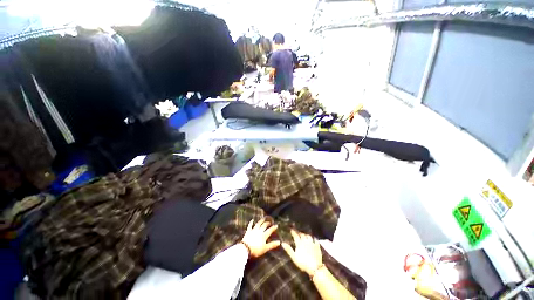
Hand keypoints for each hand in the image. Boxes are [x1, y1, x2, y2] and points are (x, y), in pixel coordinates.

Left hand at [241, 218, 280, 257]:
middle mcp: (259, 231)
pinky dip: (251, 222)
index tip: (276, 225)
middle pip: (264, 226)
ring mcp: (253, 230)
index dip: (273, 228)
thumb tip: (279, 242)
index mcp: (264, 235)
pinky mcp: (248, 231)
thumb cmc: (256, 250)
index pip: (270, 230)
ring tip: (263, 218)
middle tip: (270, 222)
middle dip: (267, 223)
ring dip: (261, 221)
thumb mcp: (265, 248)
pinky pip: (250, 226)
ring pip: (258, 224)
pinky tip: (252, 220)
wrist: (245, 249)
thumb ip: (272, 245)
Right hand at [282, 229, 322, 275]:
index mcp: (299, 243)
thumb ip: (288, 249)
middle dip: (299, 233)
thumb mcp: (294, 257)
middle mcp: (305, 241)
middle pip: (302, 235)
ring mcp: (312, 243)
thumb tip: (282, 243)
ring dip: (306, 235)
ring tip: (304, 235)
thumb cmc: (303, 263)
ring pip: (308, 236)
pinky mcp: (317, 246)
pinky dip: (313, 238)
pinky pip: (315, 240)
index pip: (295, 235)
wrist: (315, 267)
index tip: (291, 229)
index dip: (293, 232)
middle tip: (297, 233)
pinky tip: (313, 238)